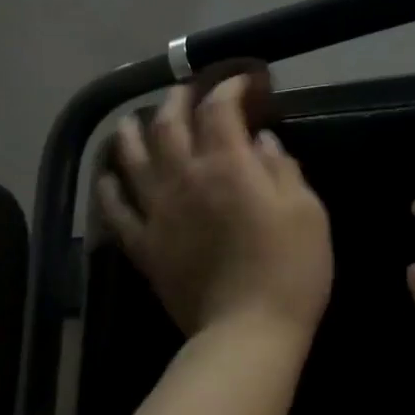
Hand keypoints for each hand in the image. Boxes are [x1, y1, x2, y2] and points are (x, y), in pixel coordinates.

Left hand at [98, 76, 331, 342]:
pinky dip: (108, 188)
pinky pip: (116, 210)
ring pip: (132, 159)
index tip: (244, 82)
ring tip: (131, 119)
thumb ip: (282, 168)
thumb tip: (263, 141)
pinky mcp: (144, 246)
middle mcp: (185, 178)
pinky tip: (107, 176)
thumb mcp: (306, 211)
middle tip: (186, 90)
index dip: (230, 87)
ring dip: (131, 132)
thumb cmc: (289, 268)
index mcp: (227, 165)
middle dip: (177, 99)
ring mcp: (158, 212)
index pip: (220, 109)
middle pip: (169, 124)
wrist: (247, 332)